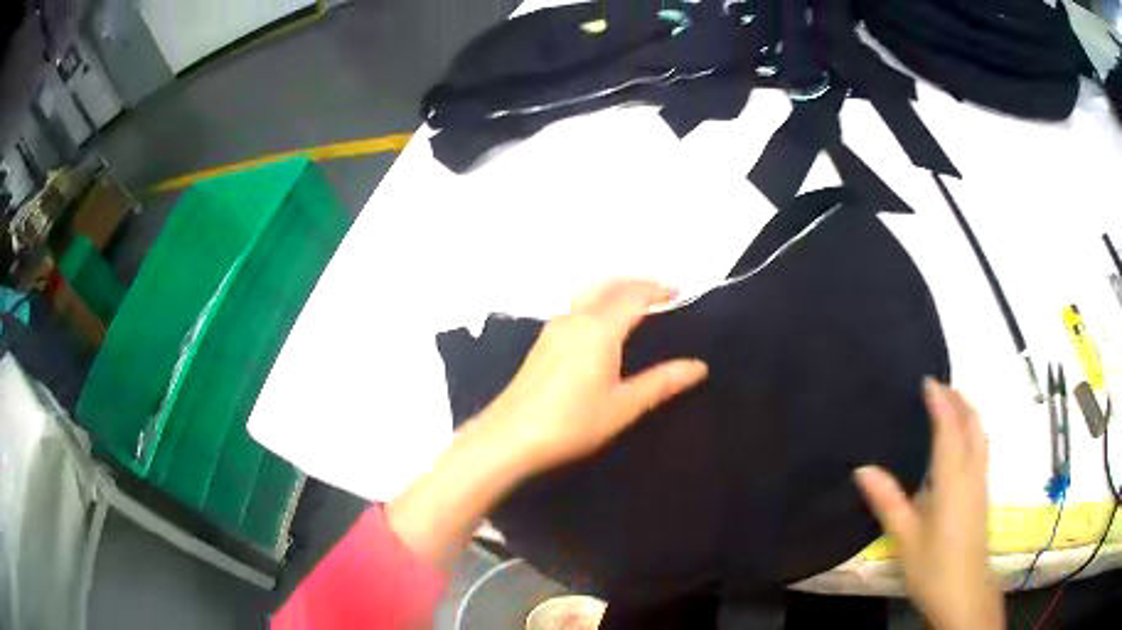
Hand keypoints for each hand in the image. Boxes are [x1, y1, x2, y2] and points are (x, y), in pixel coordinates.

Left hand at [389, 280, 706, 569]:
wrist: (510, 436)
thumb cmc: (571, 422)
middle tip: (661, 291)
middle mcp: (575, 319)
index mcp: (598, 329)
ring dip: (614, 290)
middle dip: (637, 283)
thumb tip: (698, 366)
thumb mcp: (623, 406)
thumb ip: (661, 382)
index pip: (633, 296)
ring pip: (589, 294)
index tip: (678, 291)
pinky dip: (597, 302)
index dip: (658, 290)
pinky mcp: (542, 343)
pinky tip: (601, 324)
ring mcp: (553, 329)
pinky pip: (576, 308)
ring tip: (635, 302)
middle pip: (609, 286)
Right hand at [854, 380, 1002, 629]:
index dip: (940, 402)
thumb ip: (888, 501)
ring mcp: (981, 483)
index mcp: (952, 479)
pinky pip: (981, 448)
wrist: (965, 591)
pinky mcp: (983, 494)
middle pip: (972, 425)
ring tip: (952, 404)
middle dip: (959, 400)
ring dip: (968, 413)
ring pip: (980, 435)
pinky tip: (961, 442)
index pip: (949, 428)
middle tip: (940, 386)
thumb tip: (862, 469)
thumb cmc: (933, 566)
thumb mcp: (905, 538)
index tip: (928, 380)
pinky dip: (972, 431)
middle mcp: (972, 473)